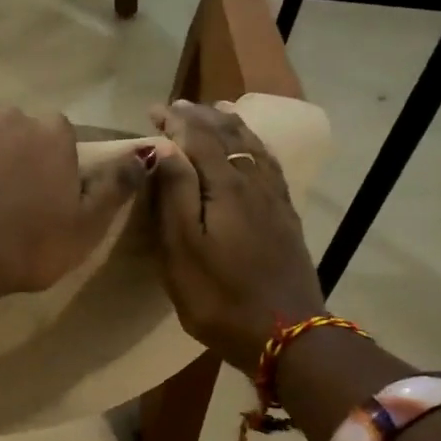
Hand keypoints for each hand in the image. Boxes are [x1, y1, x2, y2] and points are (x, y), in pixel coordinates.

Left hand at [0, 107, 153, 299]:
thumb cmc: (27, 247)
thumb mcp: (86, 228)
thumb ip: (115, 188)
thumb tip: (145, 154)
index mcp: (53, 136)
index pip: (55, 135)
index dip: (45, 161)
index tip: (36, 190)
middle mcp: (11, 116)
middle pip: (12, 128)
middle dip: (6, 152)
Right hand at [149, 100, 325, 375]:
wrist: (287, 334)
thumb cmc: (220, 296)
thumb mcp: (182, 249)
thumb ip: (174, 194)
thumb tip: (165, 147)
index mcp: (226, 187)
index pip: (200, 138)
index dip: (177, 121)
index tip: (154, 109)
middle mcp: (254, 183)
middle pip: (230, 136)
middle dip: (202, 117)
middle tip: (179, 107)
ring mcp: (274, 201)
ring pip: (254, 147)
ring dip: (232, 125)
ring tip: (218, 110)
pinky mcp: (286, 219)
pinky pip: (270, 166)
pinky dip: (256, 146)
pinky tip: (253, 150)